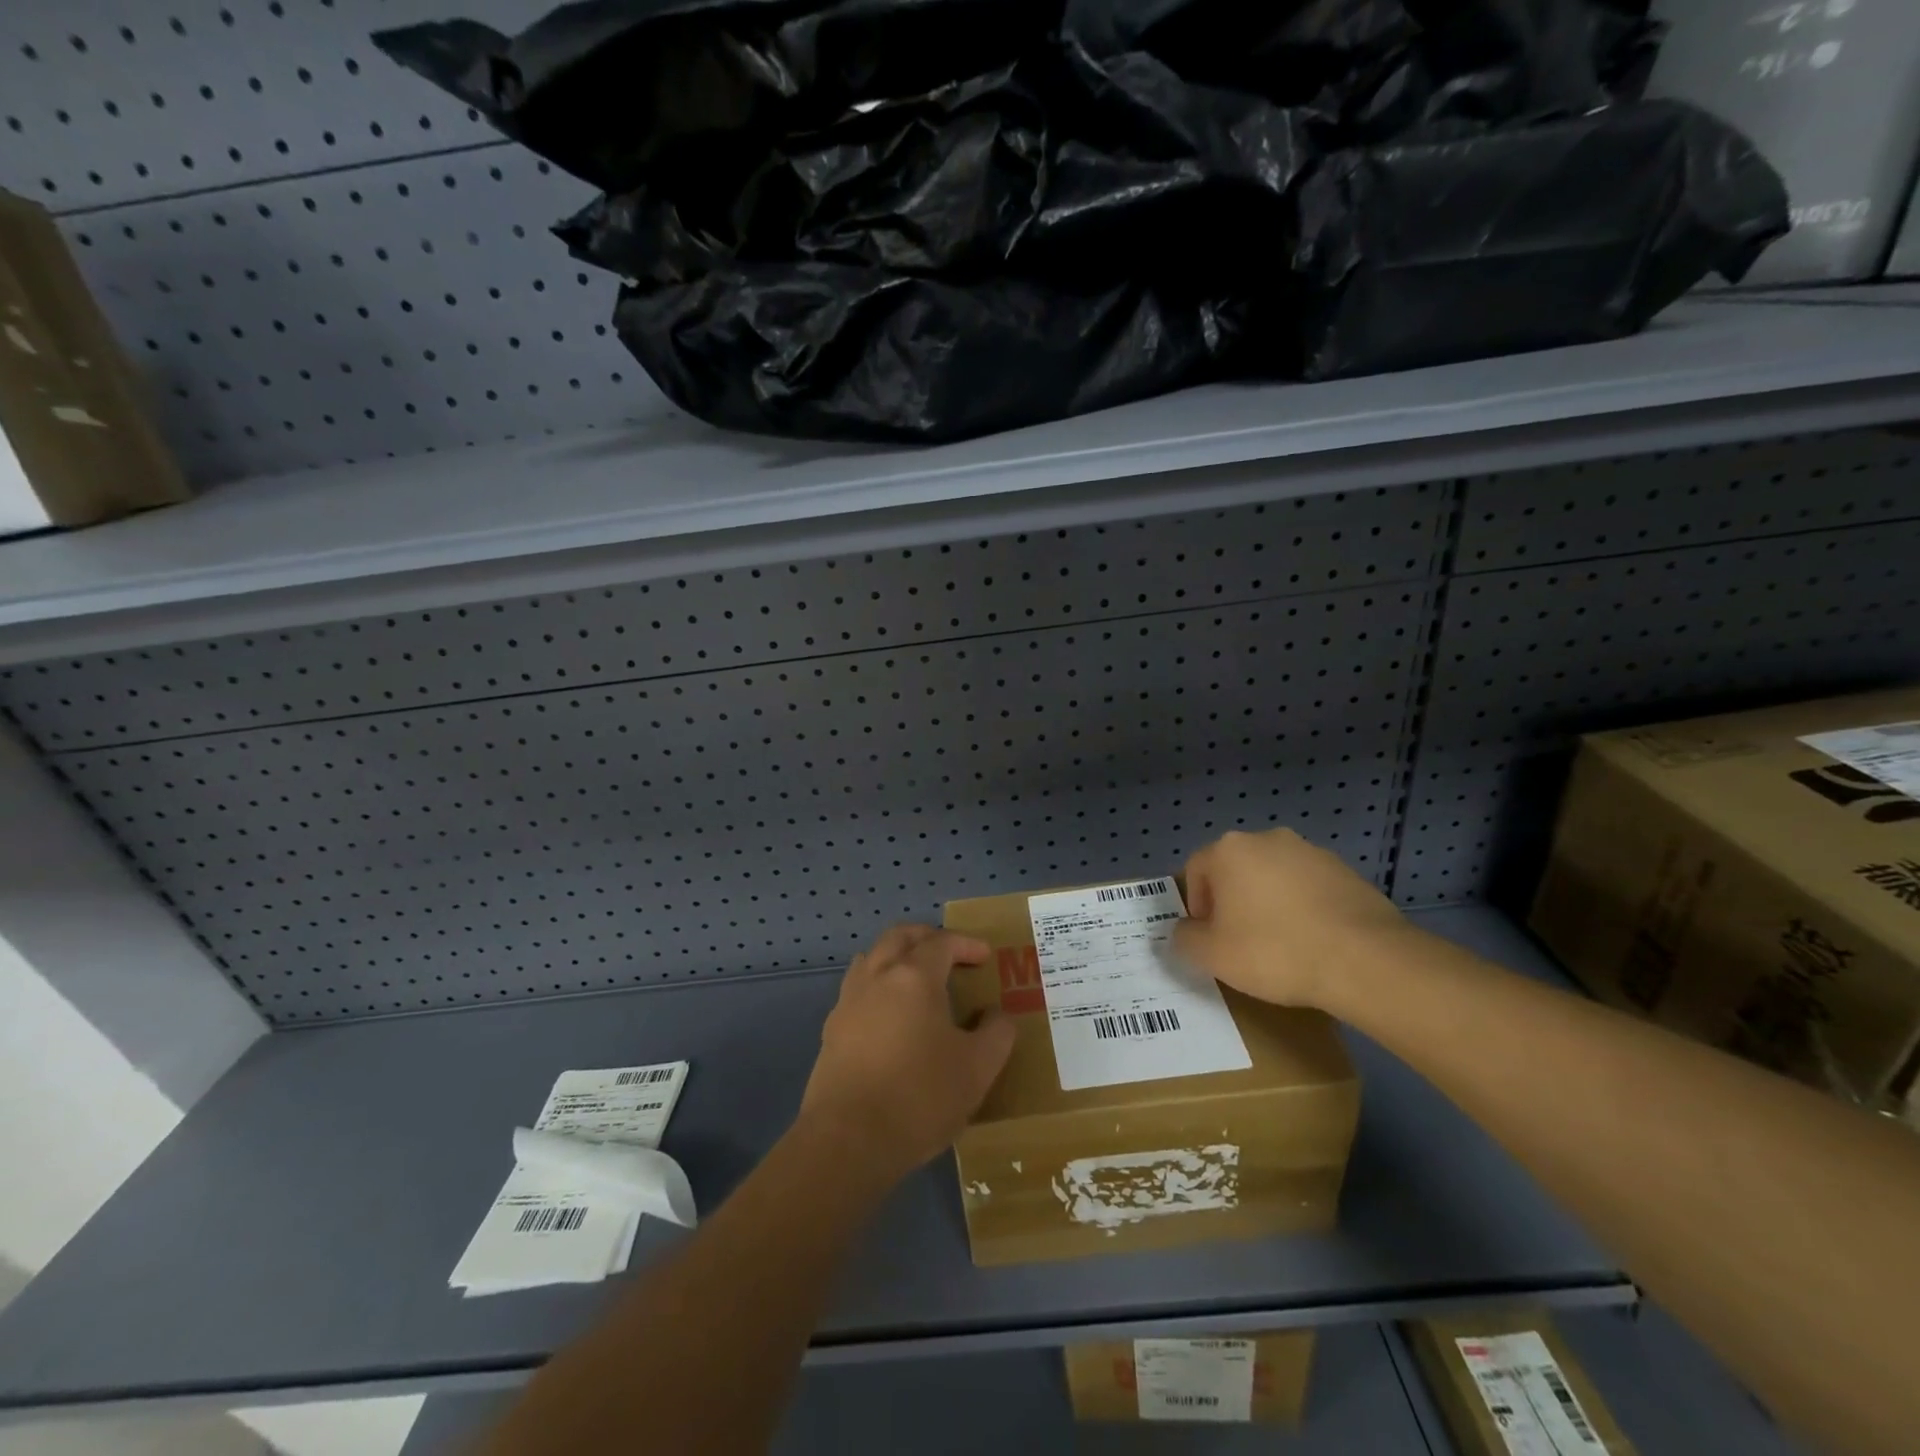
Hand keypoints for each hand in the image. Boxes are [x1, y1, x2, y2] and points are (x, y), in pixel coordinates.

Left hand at [799, 925, 1015, 1181]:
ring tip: (917, 979)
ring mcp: (849, 1001)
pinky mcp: (831, 1030)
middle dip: (927, 937)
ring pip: (872, 958)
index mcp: (914, 977)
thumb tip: (998, 1015)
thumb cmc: (920, 1097)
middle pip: (899, 937)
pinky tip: (890, 1017)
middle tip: (950, 953)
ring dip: (897, 957)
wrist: (848, 1140)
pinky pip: (857, 990)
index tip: (985, 956)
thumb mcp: (977, 1069)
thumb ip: (996, 1034)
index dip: (966, 944)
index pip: (941, 942)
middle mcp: (877, 977)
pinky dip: (878, 987)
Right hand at [1174, 828, 1411, 1009]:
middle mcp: (1267, 839)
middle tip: (1241, 941)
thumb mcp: (1212, 955)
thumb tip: (1185, 930)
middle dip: (1232, 901)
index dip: (1196, 906)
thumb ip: (1185, 938)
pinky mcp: (1346, 871)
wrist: (1365, 960)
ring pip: (1273, 877)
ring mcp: (1311, 852)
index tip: (1210, 938)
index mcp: (1229, 850)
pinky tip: (1312, 942)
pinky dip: (1303, 908)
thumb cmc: (1274, 951)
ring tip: (1281, 944)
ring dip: (1268, 902)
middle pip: (1235, 869)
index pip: (1195, 871)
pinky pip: (1308, 888)